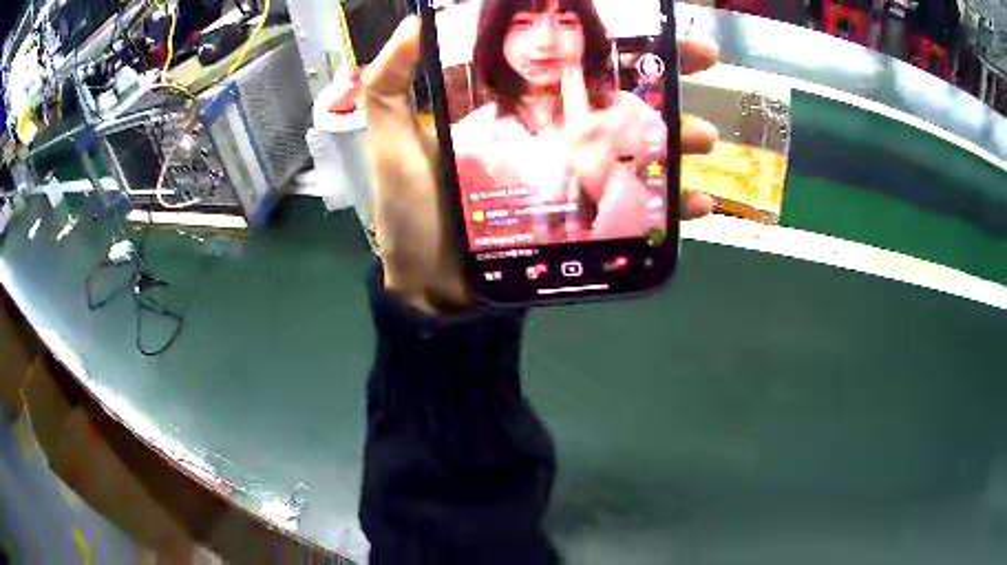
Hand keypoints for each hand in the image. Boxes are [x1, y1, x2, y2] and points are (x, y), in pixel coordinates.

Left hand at [362, 17, 719, 313]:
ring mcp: (576, 178)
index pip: (569, 58)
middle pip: (618, 94)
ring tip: (704, 136)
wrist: (434, 289)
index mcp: (517, 105)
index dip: (606, 36)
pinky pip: (640, 209)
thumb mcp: (393, 138)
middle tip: (703, 61)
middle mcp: (554, 132)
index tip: (645, 18)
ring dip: (680, 137)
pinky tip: (700, 202)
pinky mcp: (588, 221)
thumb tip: (418, 20)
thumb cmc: (413, 213)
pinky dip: (673, 206)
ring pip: (640, 147)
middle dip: (665, 74)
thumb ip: (392, 82)